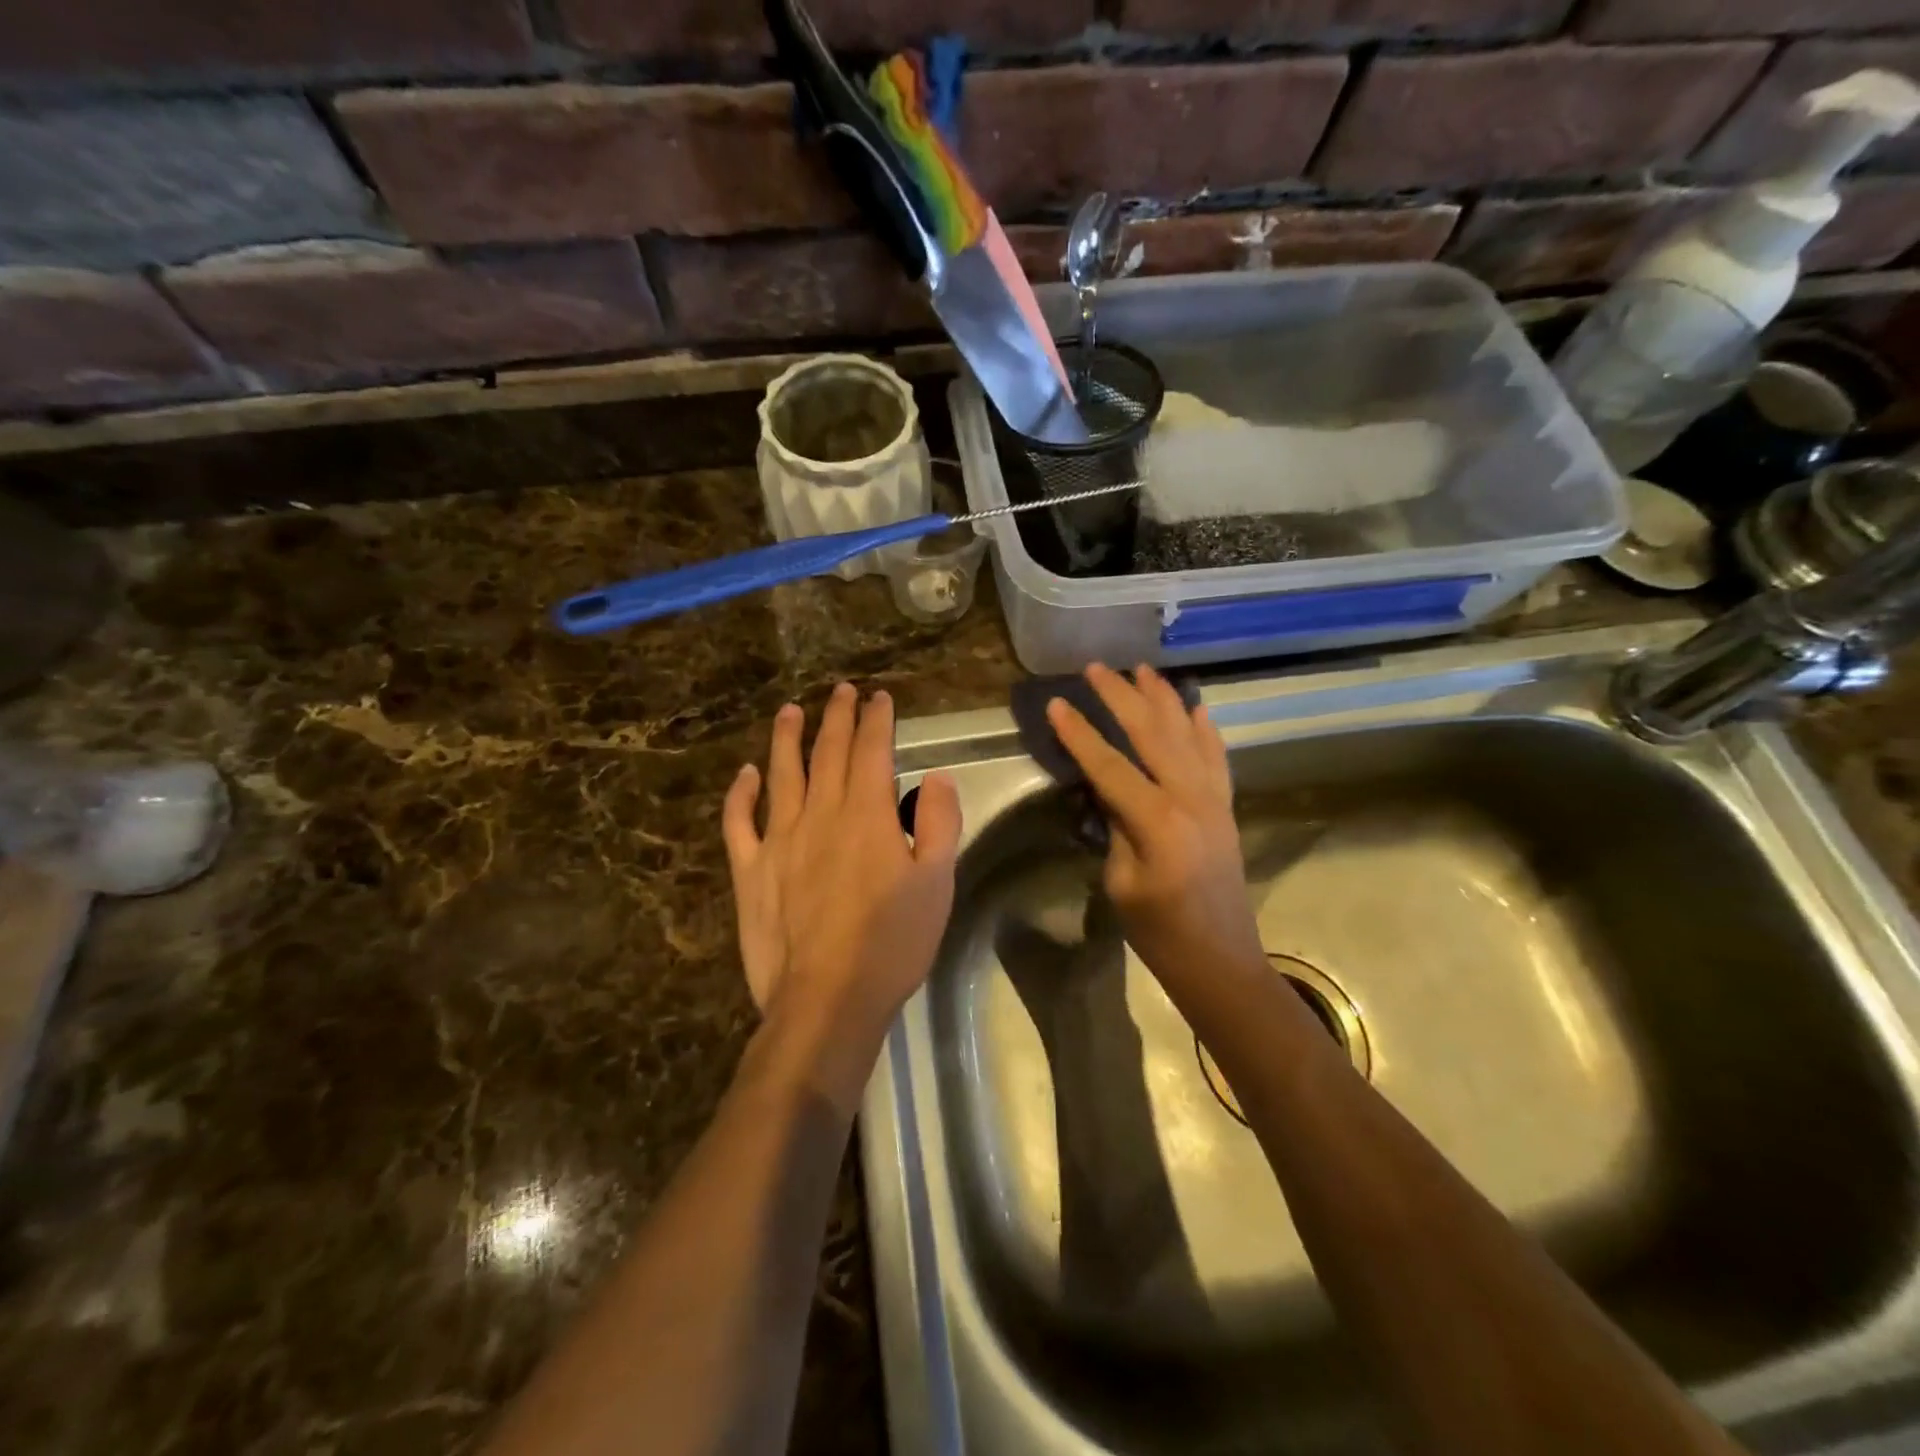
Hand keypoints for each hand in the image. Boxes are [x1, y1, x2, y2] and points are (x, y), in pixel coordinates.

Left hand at [722, 684, 961, 1102]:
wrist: (827, 998)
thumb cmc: (892, 942)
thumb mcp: (938, 883)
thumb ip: (941, 823)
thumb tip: (937, 778)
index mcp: (868, 815)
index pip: (872, 751)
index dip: (876, 720)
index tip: (879, 698)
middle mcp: (821, 814)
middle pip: (828, 753)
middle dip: (837, 717)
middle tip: (841, 691)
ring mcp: (779, 840)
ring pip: (782, 774)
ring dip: (787, 738)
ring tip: (791, 710)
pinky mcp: (751, 870)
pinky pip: (740, 822)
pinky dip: (741, 794)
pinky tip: (746, 774)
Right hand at [1046, 664, 1265, 985]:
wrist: (1219, 959)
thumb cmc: (1160, 931)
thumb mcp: (1122, 880)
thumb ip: (1116, 826)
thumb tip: (1107, 789)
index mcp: (1158, 821)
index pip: (1110, 765)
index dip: (1081, 734)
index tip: (1056, 704)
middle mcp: (1191, 798)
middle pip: (1152, 734)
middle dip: (1122, 698)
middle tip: (1096, 668)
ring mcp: (1214, 800)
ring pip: (1188, 735)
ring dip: (1163, 699)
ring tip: (1143, 669)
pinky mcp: (1226, 807)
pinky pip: (1216, 757)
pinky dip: (1204, 729)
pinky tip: (1195, 708)